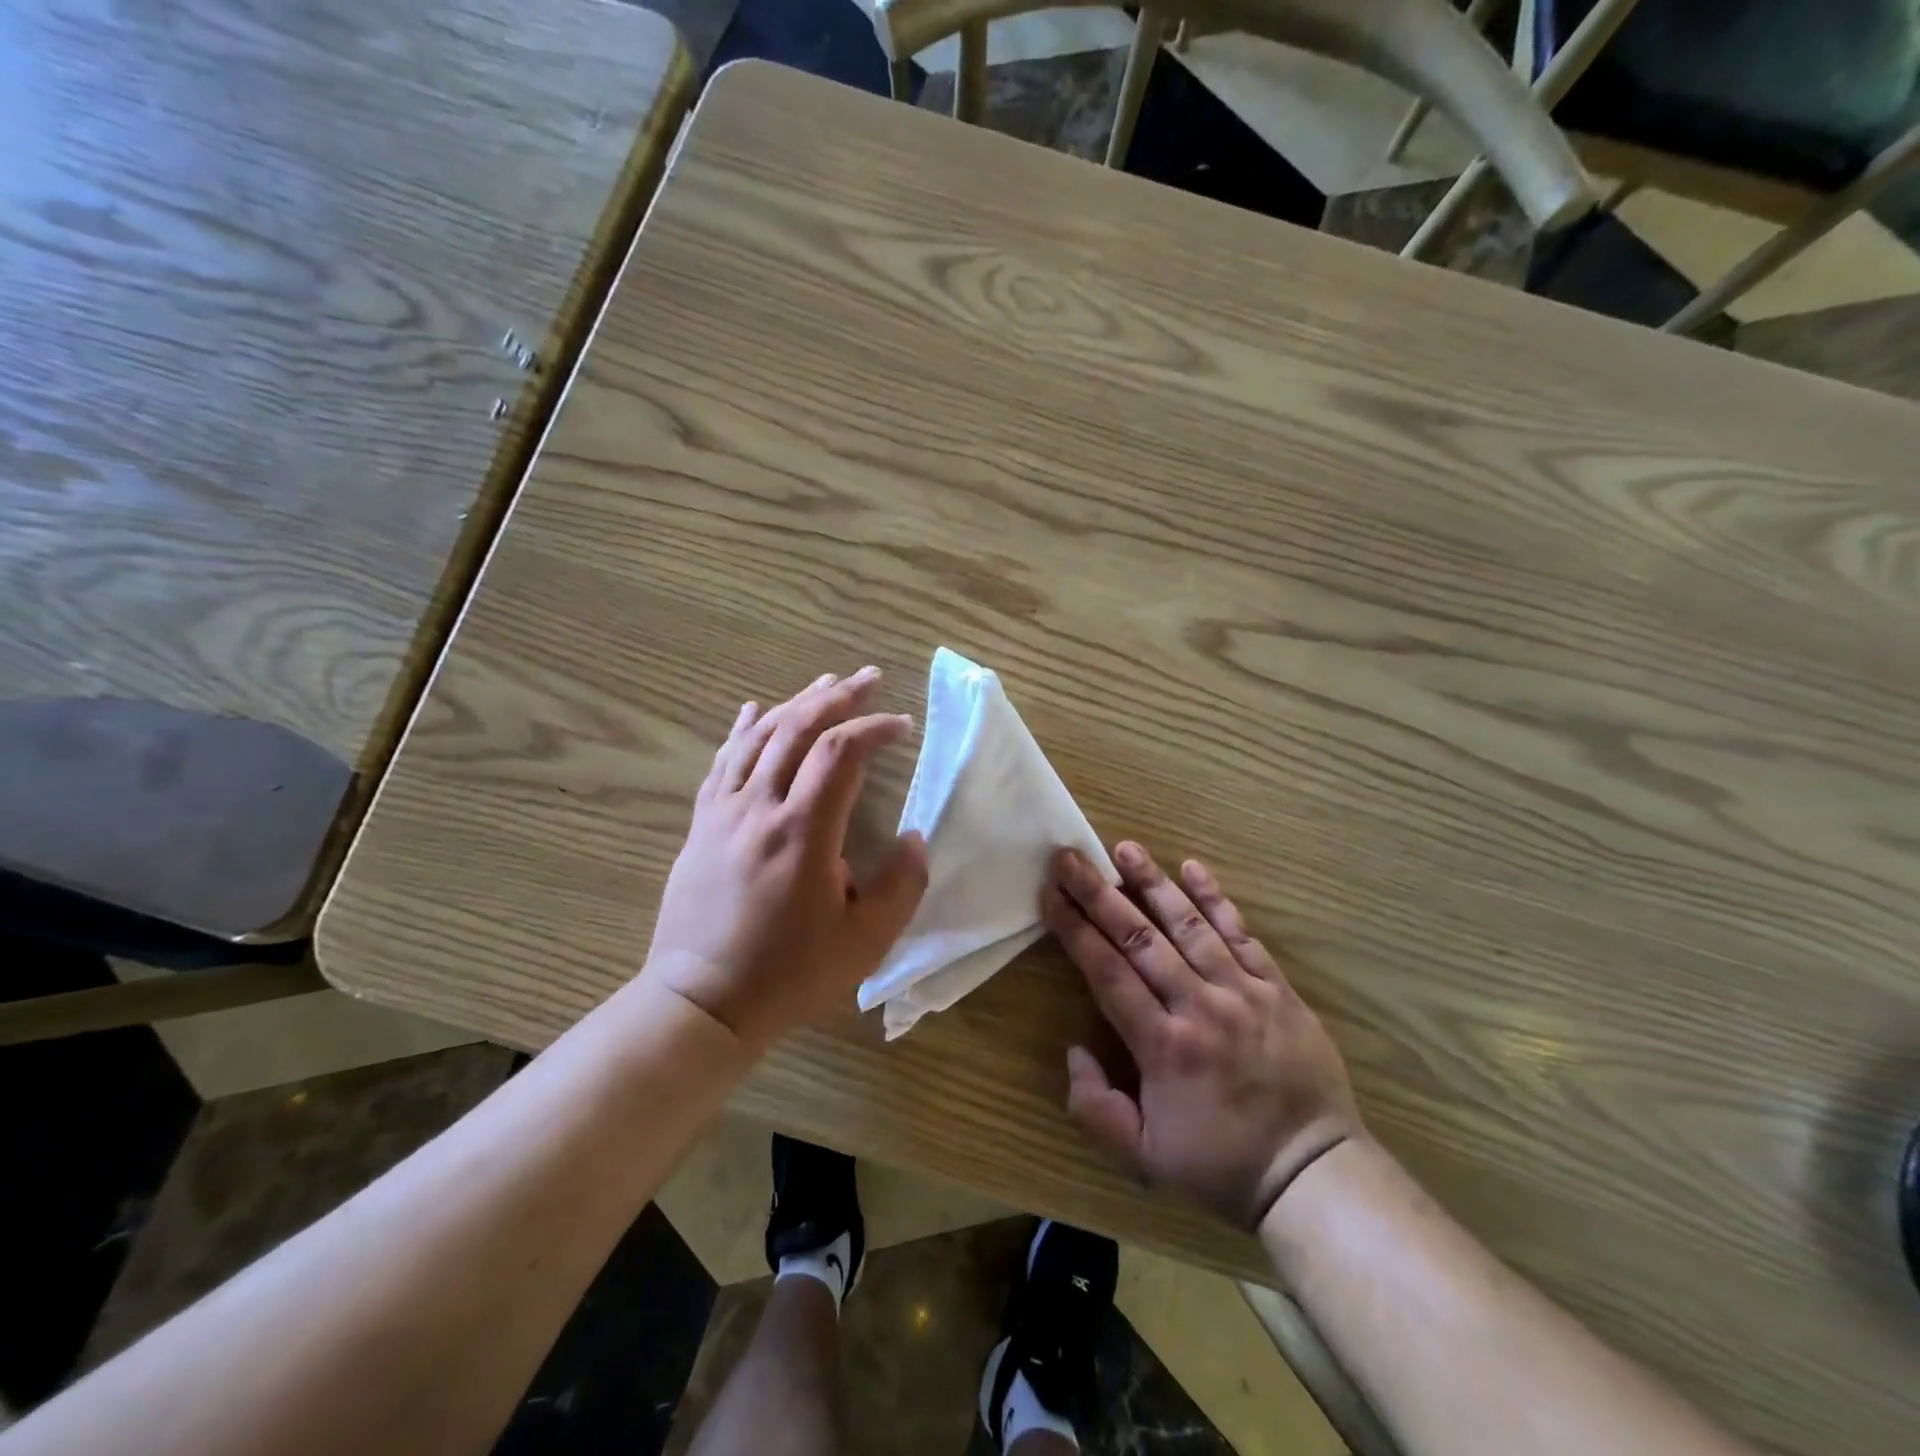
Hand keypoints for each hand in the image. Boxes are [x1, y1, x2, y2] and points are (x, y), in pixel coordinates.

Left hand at [644, 667, 927, 1051]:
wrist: (701, 1001)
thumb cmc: (789, 974)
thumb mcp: (864, 942)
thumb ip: (902, 886)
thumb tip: (915, 839)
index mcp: (802, 831)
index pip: (840, 753)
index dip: (873, 728)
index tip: (902, 725)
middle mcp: (759, 807)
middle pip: (797, 729)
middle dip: (837, 696)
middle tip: (868, 677)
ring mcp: (723, 813)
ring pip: (758, 737)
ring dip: (795, 702)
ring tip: (824, 682)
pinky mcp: (701, 825)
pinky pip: (722, 761)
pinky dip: (742, 729)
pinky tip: (752, 710)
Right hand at [1043, 842, 1363, 1228]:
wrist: (1313, 1174)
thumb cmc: (1221, 1164)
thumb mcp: (1144, 1158)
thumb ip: (1096, 1109)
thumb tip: (1075, 1050)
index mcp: (1163, 1046)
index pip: (1107, 971)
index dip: (1075, 929)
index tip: (1051, 894)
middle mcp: (1199, 1006)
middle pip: (1139, 938)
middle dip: (1098, 894)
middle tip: (1070, 858)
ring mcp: (1242, 992)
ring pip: (1189, 925)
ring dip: (1153, 883)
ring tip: (1124, 848)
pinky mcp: (1276, 988)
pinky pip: (1242, 934)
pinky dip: (1217, 900)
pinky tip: (1194, 868)